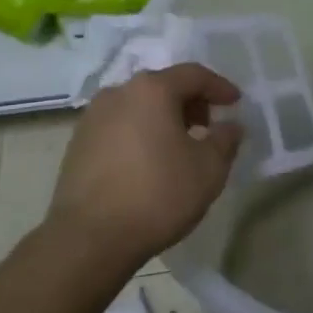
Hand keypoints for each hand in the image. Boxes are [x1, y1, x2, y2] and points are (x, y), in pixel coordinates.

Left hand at [46, 64, 244, 268]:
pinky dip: (140, 134)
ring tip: (179, 146)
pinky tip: (149, 162)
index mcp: (151, 90)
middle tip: (209, 126)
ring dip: (163, 119)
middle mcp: (118, 93)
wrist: (89, 238)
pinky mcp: (78, 144)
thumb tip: (230, 125)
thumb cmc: (157, 195)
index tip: (235, 103)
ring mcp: (92, 118)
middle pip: (162, 87)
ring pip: (138, 107)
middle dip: (190, 102)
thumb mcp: (209, 169)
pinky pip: (119, 127)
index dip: (219, 87)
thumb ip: (225, 139)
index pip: (193, 74)